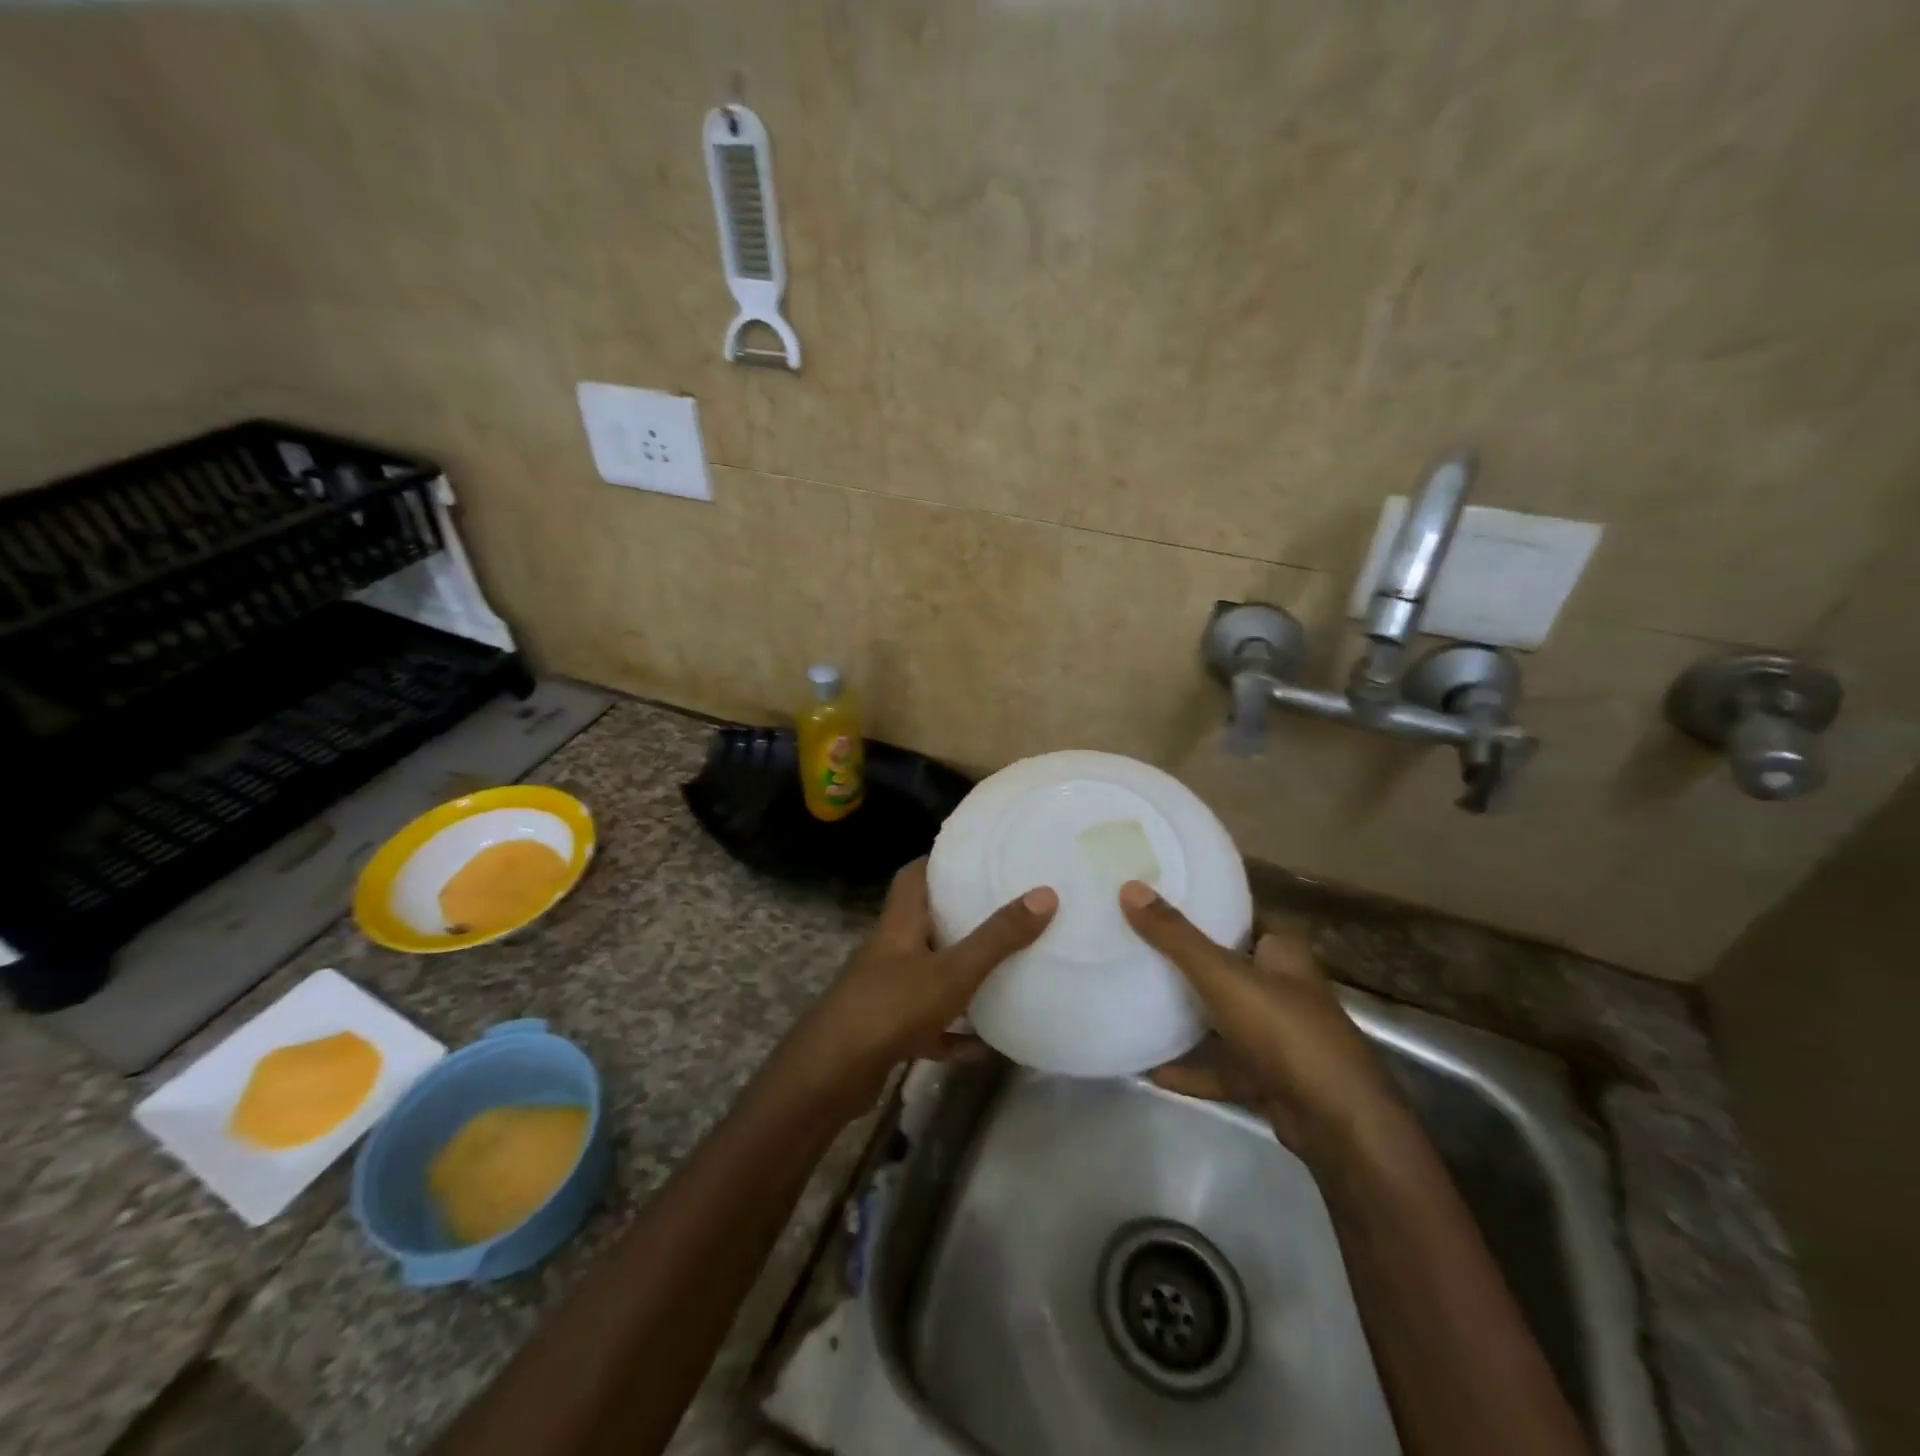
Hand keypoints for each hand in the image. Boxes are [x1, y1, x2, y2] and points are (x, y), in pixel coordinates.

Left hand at [775, 859, 1056, 1118]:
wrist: (830, 1076)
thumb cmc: (891, 1007)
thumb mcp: (952, 971)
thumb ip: (997, 937)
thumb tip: (1045, 894)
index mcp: (898, 925)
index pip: (913, 876)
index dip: (939, 861)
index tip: (975, 856)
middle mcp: (889, 952)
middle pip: (923, 923)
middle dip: (958, 917)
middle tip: (1002, 910)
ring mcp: (885, 993)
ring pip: (927, 974)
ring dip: (959, 976)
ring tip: (1001, 971)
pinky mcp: (887, 1032)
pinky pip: (928, 1025)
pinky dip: (953, 1032)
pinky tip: (984, 1046)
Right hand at [1118, 881, 1400, 1159]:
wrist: (1338, 1124)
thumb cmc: (1285, 1031)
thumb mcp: (1224, 976)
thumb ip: (1176, 937)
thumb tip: (1130, 888)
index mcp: (1281, 953)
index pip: (1240, 915)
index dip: (1204, 905)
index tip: (1157, 896)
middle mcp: (1282, 988)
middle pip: (1226, 964)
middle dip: (1186, 957)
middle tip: (1135, 942)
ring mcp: (1276, 1036)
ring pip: (1223, 1016)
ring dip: (1187, 1014)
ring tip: (1137, 998)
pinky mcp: (1268, 1077)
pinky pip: (1220, 1066)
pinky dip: (1190, 1068)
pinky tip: (1151, 1070)